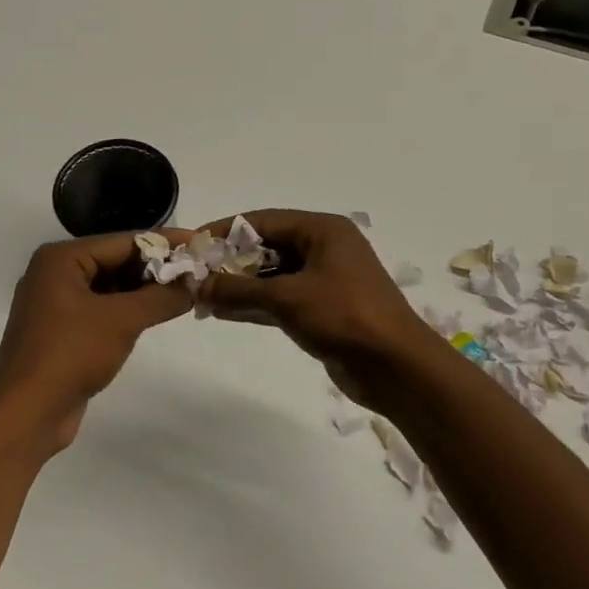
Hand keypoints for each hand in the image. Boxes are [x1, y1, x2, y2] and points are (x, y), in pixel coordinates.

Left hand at [0, 231, 194, 454]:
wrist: (27, 414)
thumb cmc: (71, 354)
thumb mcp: (122, 320)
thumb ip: (161, 297)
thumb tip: (195, 283)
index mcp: (61, 259)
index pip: (123, 241)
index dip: (165, 242)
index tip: (200, 243)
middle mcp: (55, 274)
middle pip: (116, 261)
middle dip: (156, 267)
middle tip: (198, 270)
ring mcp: (56, 304)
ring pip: (110, 287)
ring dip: (145, 290)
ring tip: (186, 290)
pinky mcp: (62, 331)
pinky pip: (101, 309)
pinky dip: (128, 309)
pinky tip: (157, 314)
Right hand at [197, 210, 447, 410]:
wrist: (396, 367)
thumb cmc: (344, 317)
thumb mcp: (286, 298)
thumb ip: (238, 290)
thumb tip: (196, 286)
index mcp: (322, 231)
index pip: (263, 221)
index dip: (225, 232)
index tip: (192, 245)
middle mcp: (323, 248)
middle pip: (266, 247)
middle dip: (230, 262)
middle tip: (194, 275)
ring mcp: (324, 280)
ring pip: (271, 276)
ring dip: (239, 286)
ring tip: (201, 297)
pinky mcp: (322, 309)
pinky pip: (280, 299)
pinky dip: (254, 304)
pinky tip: (222, 313)